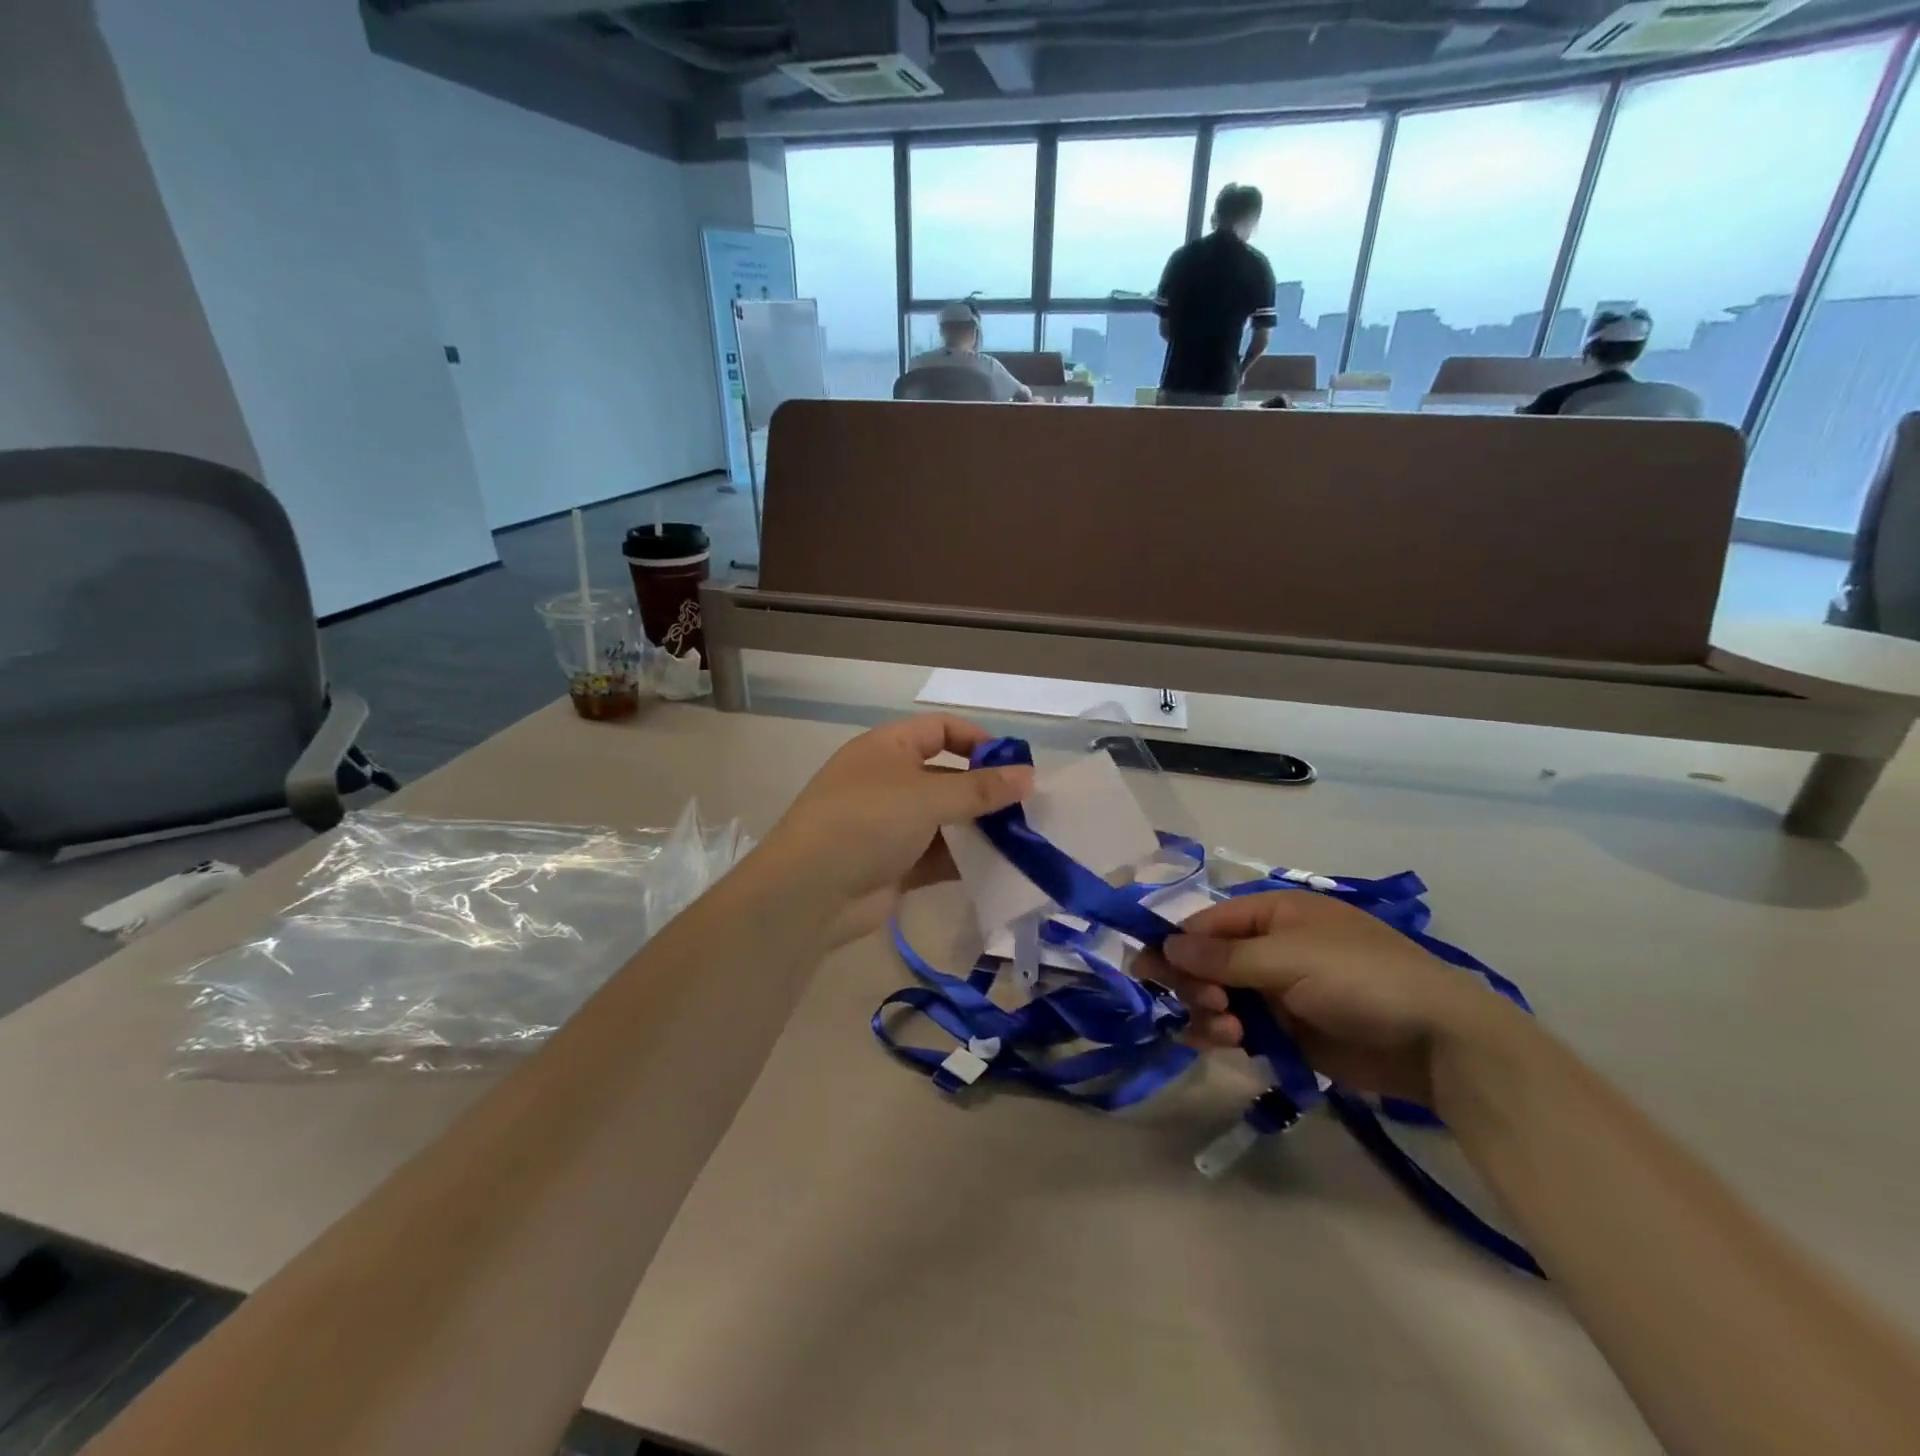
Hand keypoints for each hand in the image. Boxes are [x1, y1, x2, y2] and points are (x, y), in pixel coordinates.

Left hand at [752, 715, 1031, 949]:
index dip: (978, 741)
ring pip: (945, 820)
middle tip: (1028, 808)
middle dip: (985, 791)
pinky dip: (964, 860)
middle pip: (947, 776)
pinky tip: (998, 869)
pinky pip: (938, 856)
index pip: (941, 729)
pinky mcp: (895, 865)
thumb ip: (980, 789)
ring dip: (979, 829)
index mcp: (888, 747)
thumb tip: (1029, 775)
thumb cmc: (866, 822)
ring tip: (1023, 841)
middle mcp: (889, 781)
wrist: (809, 893)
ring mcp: (891, 825)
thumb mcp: (926, 797)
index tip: (1015, 765)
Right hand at [1137, 891, 1519, 1105]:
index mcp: (1275, 914)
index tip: (1146, 967)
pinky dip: (1223, 1033)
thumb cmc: (1361, 979)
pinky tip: (1221, 1042)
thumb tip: (1165, 945)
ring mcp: (1278, 991)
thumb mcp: (1289, 958)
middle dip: (1195, 981)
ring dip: (1209, 1009)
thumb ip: (1224, 956)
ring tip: (1224, 1029)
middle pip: (1208, 961)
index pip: (1209, 923)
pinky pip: (1239, 1027)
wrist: (1437, 1042)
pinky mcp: (1287, 1031)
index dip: (1177, 943)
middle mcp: (1270, 948)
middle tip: (1200, 1002)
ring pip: (1219, 996)